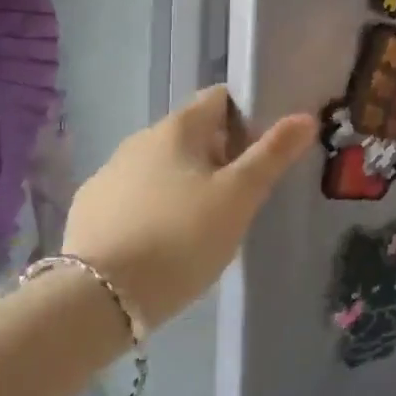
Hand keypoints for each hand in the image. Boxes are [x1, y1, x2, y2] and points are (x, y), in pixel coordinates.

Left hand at [60, 87, 315, 329]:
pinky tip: (163, 242)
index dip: (247, 116)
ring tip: (204, 224)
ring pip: (162, 167)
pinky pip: (135, 196)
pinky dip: (155, 207)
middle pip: (192, 134)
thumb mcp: (239, 197)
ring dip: (187, 183)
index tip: (264, 151)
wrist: (100, 297)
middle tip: (242, 196)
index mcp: (177, 128)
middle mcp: (139, 140)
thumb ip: (272, 154)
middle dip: (220, 155)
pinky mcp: (90, 209)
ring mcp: (109, 174)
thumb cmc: (182, 238)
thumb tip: (305, 116)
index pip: (219, 98)